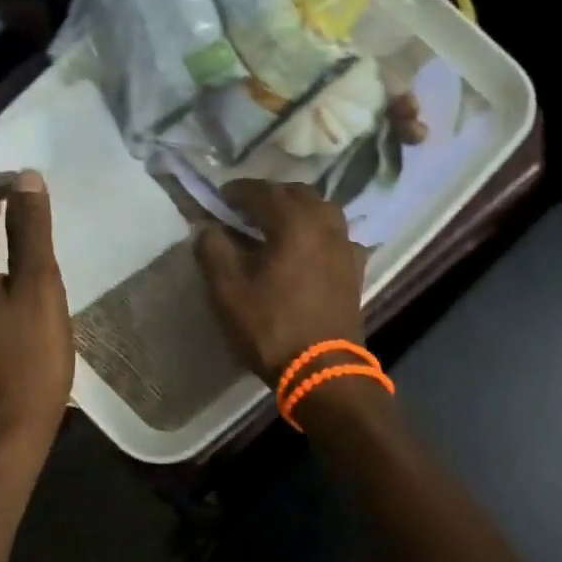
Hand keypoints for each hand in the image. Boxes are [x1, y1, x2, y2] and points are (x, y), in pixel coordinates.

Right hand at [193, 180, 365, 387]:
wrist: (322, 370)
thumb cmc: (271, 326)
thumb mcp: (227, 289)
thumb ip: (212, 248)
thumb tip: (206, 225)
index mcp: (295, 222)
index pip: (262, 191)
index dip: (237, 191)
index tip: (219, 198)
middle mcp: (326, 224)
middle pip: (297, 194)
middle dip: (269, 195)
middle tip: (245, 209)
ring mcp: (345, 246)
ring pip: (321, 211)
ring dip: (296, 210)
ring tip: (274, 225)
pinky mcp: (354, 269)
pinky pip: (336, 236)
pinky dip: (317, 233)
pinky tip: (306, 248)